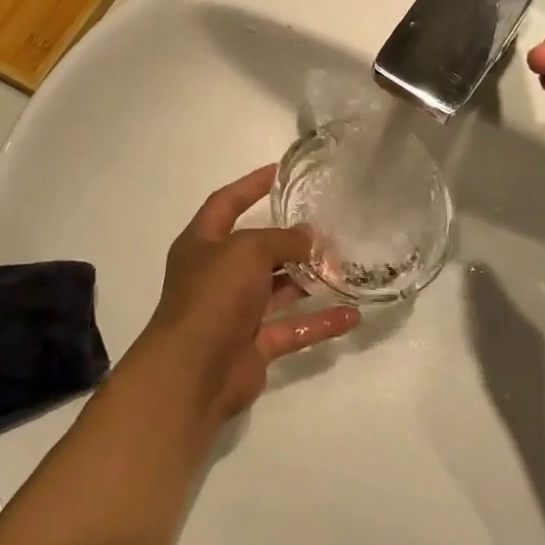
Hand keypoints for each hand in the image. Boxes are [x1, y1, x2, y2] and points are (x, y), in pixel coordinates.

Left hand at [134, 165, 359, 421]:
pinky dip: (318, 321)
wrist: (192, 372)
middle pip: (256, 249)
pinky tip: (352, 314)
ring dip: (307, 279)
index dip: (250, 185)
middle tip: (326, 227)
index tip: (279, 172)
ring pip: (277, 289)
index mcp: (201, 243)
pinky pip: (291, 327)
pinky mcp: (254, 344)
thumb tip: (308, 236)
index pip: (226, 203)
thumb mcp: (246, 251)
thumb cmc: (213, 296)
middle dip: (289, 239)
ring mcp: (235, 311)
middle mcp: (216, 273)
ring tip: (344, 266)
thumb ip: (281, 239)